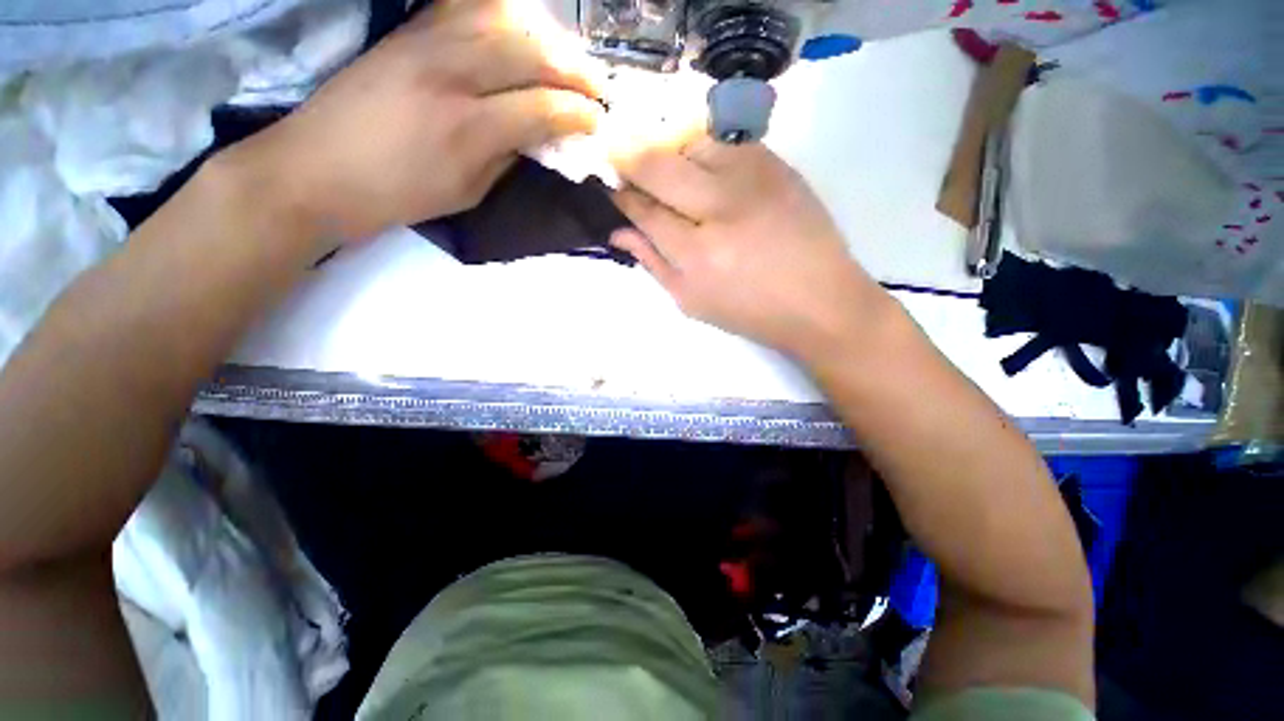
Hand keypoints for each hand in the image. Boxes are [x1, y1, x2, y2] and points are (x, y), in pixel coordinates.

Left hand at [233, 0, 606, 242]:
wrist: (318, 169)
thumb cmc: (399, 195)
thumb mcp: (468, 192)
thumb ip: (509, 158)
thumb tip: (540, 136)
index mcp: (469, 129)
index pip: (541, 109)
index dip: (577, 113)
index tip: (598, 120)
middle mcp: (451, 73)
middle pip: (529, 53)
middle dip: (574, 68)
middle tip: (598, 85)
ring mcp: (426, 42)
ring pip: (504, 20)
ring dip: (547, 37)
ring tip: (568, 58)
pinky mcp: (409, 30)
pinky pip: (467, 7)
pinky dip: (505, 15)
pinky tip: (523, 29)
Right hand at [609, 139, 889, 361]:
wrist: (820, 300)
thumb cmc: (750, 311)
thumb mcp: (692, 301)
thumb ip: (652, 263)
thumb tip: (618, 231)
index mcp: (698, 254)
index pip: (644, 211)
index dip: (622, 197)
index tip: (610, 188)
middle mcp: (721, 207)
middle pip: (659, 165)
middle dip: (632, 162)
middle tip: (625, 167)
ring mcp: (752, 177)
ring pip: (689, 143)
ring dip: (672, 157)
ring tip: (675, 180)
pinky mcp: (776, 163)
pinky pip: (724, 142)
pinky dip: (704, 153)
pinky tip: (708, 176)